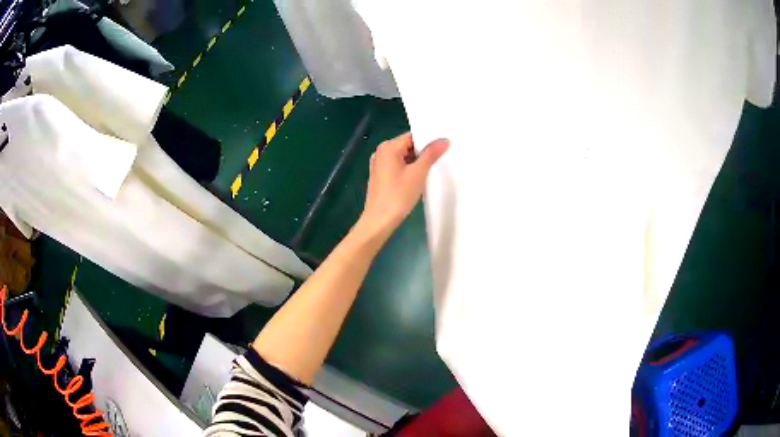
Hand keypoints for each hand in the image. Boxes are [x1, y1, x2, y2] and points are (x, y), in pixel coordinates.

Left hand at [358, 132, 448, 238]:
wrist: (379, 221)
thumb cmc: (398, 195)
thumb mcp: (418, 173)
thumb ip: (431, 154)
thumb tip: (444, 140)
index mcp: (388, 147)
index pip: (412, 136)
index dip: (428, 140)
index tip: (443, 147)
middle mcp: (381, 152)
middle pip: (407, 146)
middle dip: (423, 152)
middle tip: (442, 158)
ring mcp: (379, 165)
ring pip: (404, 157)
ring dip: (417, 163)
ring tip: (433, 169)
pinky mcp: (380, 177)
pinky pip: (398, 167)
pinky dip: (409, 170)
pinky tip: (419, 179)